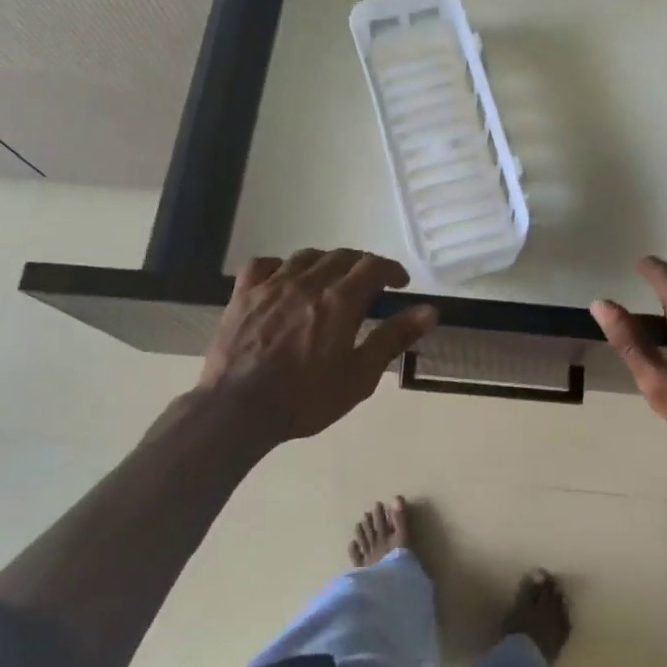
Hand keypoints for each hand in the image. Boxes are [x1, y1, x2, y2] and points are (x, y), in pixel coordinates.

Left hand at [193, 249, 437, 447]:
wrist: (236, 410)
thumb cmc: (305, 399)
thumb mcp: (359, 376)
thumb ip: (393, 338)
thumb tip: (429, 311)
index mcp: (340, 301)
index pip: (373, 266)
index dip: (391, 269)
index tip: (400, 283)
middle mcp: (307, 282)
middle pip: (342, 256)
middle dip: (362, 265)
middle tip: (370, 286)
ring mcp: (271, 285)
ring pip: (306, 256)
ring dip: (326, 263)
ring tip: (331, 281)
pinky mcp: (243, 295)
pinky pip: (263, 265)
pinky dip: (280, 266)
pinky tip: (283, 280)